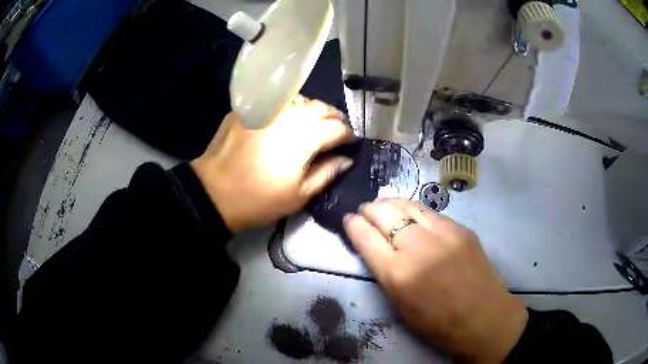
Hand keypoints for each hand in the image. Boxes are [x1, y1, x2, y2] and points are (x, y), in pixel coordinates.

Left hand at [191, 99, 354, 232]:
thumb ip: (327, 173)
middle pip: (321, 108)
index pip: (336, 128)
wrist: (214, 192)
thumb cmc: (259, 200)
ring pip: (301, 99)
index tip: (351, 142)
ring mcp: (266, 109)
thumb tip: (347, 159)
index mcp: (303, 140)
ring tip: (315, 123)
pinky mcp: (249, 108)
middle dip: (335, 118)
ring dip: (314, 109)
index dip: (348, 134)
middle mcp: (288, 117)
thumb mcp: (299, 196)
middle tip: (337, 130)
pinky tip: (288, 120)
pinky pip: (277, 101)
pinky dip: (290, 108)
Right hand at [343, 199, 527, 362]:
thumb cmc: (436, 322)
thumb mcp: (399, 303)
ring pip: (409, 205)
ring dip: (392, 203)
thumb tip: (373, 244)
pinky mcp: (462, 228)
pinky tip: (414, 215)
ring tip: (385, 205)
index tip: (348, 218)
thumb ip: (384, 270)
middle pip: (385, 213)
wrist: (483, 317)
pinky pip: (431, 213)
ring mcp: (444, 234)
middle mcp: (418, 247)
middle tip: (365, 210)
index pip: (366, 237)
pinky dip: (416, 211)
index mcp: (398, 274)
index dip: (353, 224)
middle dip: (369, 208)